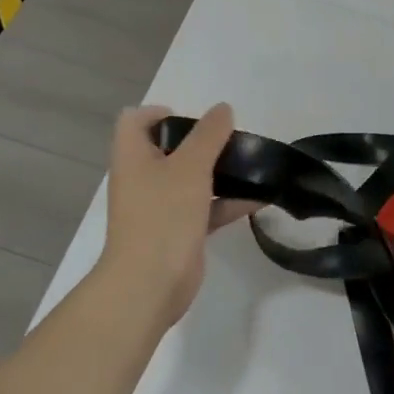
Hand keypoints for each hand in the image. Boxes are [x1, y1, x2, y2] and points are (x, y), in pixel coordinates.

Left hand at [96, 104, 252, 328]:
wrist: (149, 284)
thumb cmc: (163, 215)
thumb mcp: (190, 166)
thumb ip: (209, 135)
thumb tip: (223, 109)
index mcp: (133, 157)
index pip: (135, 121)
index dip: (159, 113)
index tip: (193, 119)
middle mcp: (142, 178)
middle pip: (168, 149)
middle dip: (201, 142)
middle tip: (230, 141)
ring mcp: (160, 207)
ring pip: (190, 179)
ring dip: (219, 172)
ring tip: (252, 165)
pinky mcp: (178, 231)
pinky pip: (205, 208)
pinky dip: (228, 202)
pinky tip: (260, 199)